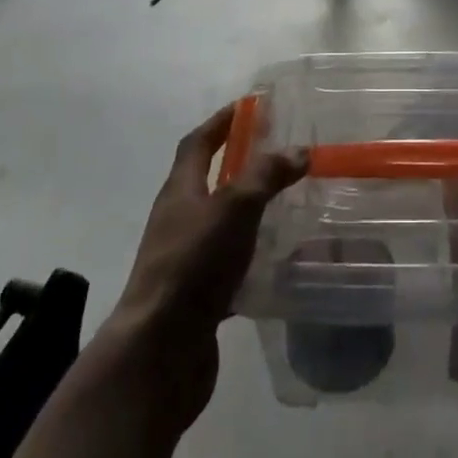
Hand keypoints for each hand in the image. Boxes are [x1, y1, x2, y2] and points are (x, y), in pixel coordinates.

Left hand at [90, 105, 305, 436]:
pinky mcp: (197, 295)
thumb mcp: (234, 208)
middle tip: (278, 153)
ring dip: (248, 210)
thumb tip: (298, 150)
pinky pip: (228, 264)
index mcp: (180, 191)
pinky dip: (251, 256)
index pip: (197, 143)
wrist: (159, 351)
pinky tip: (278, 262)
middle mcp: (178, 220)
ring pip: (220, 223)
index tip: (249, 106)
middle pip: (207, 180)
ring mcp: (185, 259)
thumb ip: (266, 176)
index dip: (221, 122)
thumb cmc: (193, 265)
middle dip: (238, 163)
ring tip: (287, 204)